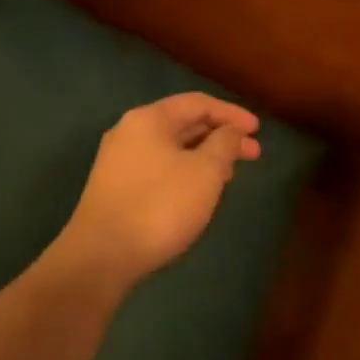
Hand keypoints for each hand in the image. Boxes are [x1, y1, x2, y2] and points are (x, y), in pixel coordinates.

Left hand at [58, 93, 261, 284]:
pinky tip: (199, 192)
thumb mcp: (205, 171)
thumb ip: (224, 144)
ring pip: (171, 148)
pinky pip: (159, 168)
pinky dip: (185, 171)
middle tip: (253, 154)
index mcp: (149, 119)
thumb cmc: (160, 205)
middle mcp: (130, 132)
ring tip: (230, 174)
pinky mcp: (115, 188)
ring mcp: (118, 161)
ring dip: (204, 156)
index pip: (198, 103)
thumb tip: (229, 132)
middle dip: (221, 136)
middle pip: (184, 124)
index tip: (258, 130)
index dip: (232, 114)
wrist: (102, 256)